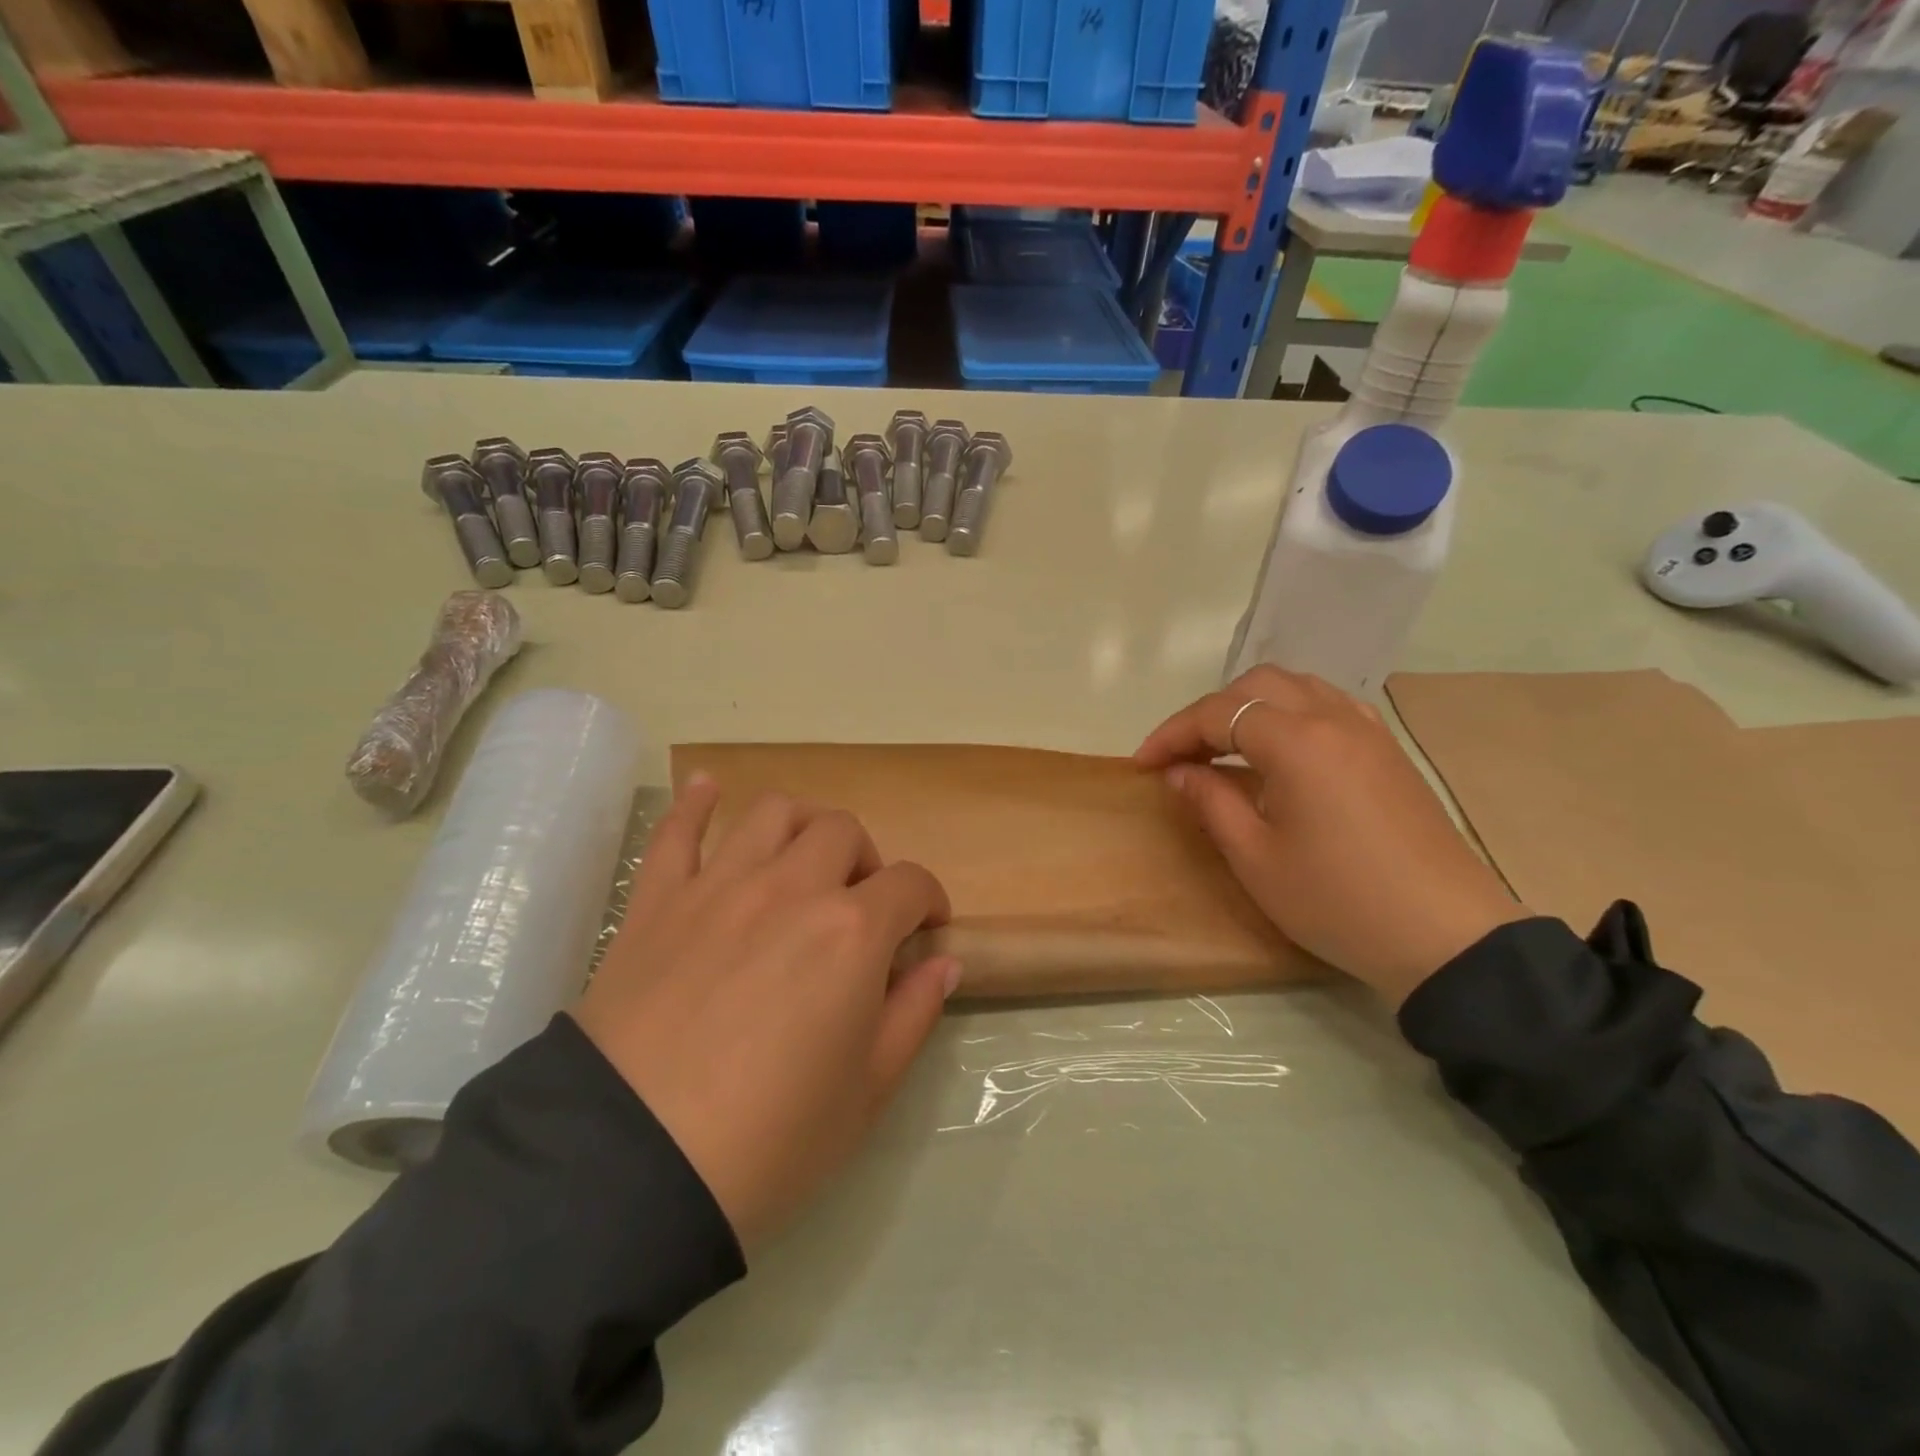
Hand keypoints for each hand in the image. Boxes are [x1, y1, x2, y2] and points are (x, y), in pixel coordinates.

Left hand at [571, 776, 959, 1249]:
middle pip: (843, 832)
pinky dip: (696, 803)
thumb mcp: (867, 1092)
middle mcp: (790, 889)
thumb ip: (914, 1014)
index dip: (930, 900)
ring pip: (772, 813)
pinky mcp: (657, 902)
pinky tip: (708, 788)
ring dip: (802, 824)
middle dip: (867, 860)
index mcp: (851, 932)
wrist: (630, 1169)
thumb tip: (945, 963)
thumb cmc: (768, 1141)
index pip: (910, 883)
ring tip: (803, 857)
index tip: (927, 928)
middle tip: (861, 904)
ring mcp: (718, 886)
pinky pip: (676, 832)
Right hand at [1135, 667, 1523, 1005]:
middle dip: (1209, 713)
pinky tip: (1281, 750)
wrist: (1445, 937)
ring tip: (1224, 748)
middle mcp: (1333, 719)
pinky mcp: (1388, 751)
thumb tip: (1179, 772)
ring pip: (1296, 687)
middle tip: (1182, 756)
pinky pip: (1329, 705)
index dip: (1172, 734)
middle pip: (1256, 685)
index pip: (1218, 715)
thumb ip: (1210, 802)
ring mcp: (1368, 731)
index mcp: (1297, 742)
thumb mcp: (1255, 858)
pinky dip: (1290, 713)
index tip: (1142, 764)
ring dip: (1250, 707)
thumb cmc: (1338, 900)